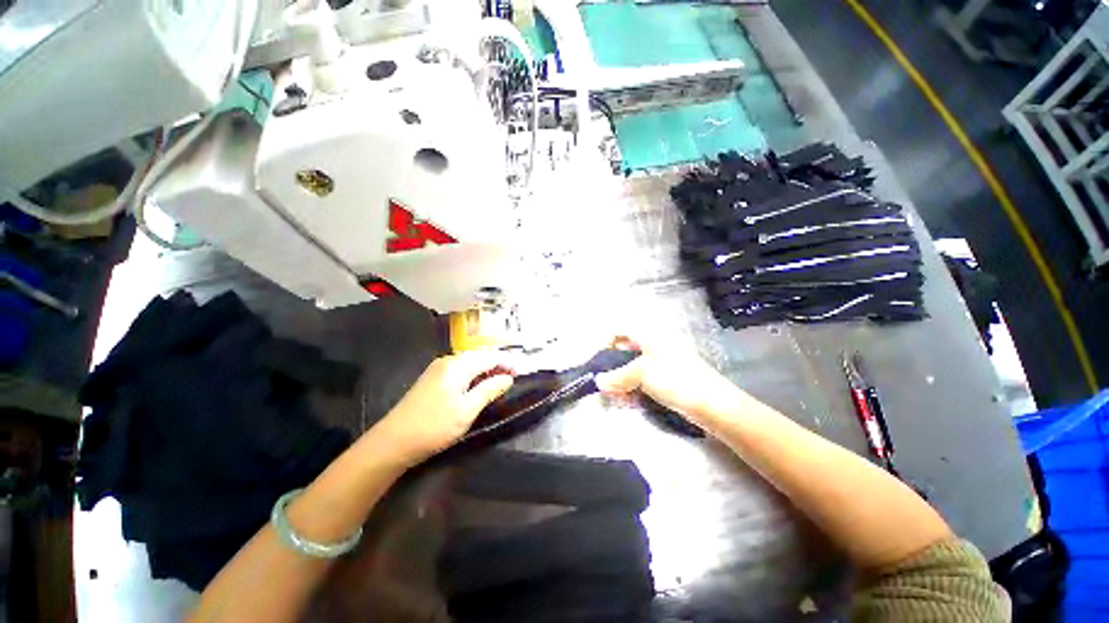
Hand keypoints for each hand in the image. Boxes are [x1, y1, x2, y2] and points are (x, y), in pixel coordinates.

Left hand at [373, 351, 513, 465]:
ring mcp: (437, 368)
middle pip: (479, 356)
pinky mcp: (431, 378)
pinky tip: (476, 386)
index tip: (520, 374)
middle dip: (497, 365)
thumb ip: (490, 390)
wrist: (392, 442)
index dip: (507, 363)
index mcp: (458, 365)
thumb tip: (507, 378)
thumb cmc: (434, 426)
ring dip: (485, 370)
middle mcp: (448, 360)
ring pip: (469, 362)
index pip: (489, 356)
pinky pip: (459, 369)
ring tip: (497, 383)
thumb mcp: (467, 410)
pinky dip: (473, 374)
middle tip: (511, 379)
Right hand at [594, 334, 739, 426]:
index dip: (605, 341)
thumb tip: (598, 381)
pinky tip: (629, 401)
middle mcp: (654, 345)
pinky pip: (642, 379)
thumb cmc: (676, 379)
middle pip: (624, 349)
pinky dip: (632, 387)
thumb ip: (617, 376)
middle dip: (611, 366)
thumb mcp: (641, 374)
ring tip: (616, 396)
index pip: (620, 329)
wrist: (713, 404)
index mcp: (649, 335)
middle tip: (604, 383)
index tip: (598, 360)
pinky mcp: (666, 378)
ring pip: (632, 367)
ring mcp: (661, 362)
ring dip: (620, 380)